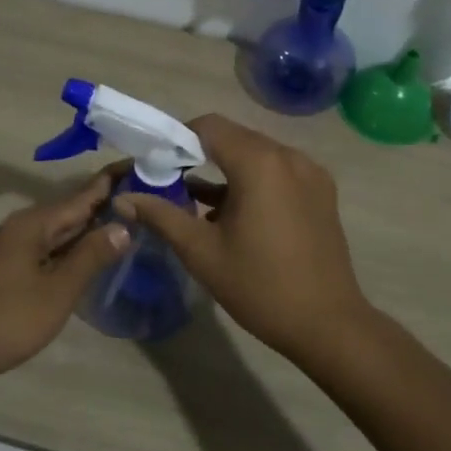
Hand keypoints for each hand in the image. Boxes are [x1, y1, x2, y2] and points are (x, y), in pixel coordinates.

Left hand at [0, 172, 129, 383]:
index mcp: (34, 224)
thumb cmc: (10, 319)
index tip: (139, 163)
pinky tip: (93, 249)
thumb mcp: (58, 290)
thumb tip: (123, 225)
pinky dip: (75, 242)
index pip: (82, 195)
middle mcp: (23, 226)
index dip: (111, 181)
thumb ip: (91, 256)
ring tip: (128, 215)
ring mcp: (14, 246)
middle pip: (71, 208)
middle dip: (106, 200)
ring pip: (61, 228)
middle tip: (144, 191)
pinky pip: (51, 244)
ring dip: (91, 223)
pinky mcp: (11, 266)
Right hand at [115, 115, 372, 362]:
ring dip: (226, 170)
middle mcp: (289, 156)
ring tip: (198, 205)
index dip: (177, 138)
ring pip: (256, 155)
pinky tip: (234, 215)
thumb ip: (160, 216)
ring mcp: (311, 173)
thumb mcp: (201, 251)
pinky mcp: (322, 192)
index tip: (156, 164)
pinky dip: (252, 182)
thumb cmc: (259, 286)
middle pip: (234, 138)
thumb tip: (123, 198)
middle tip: (170, 184)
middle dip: (199, 154)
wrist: (327, 324)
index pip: (209, 127)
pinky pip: (278, 172)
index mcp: (259, 163)